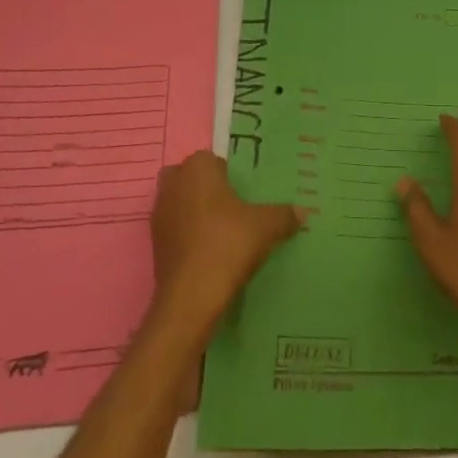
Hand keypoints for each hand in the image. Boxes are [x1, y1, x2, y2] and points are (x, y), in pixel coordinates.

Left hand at [150, 151, 301, 334]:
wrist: (191, 298)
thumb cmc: (228, 245)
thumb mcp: (266, 227)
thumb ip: (284, 215)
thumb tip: (303, 212)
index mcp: (197, 168)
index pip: (212, 160)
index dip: (227, 175)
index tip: (243, 193)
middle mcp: (173, 184)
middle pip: (190, 178)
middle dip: (205, 188)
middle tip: (231, 208)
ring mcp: (159, 214)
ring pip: (179, 202)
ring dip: (194, 211)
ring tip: (220, 231)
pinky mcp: (153, 243)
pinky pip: (173, 228)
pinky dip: (186, 235)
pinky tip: (207, 252)